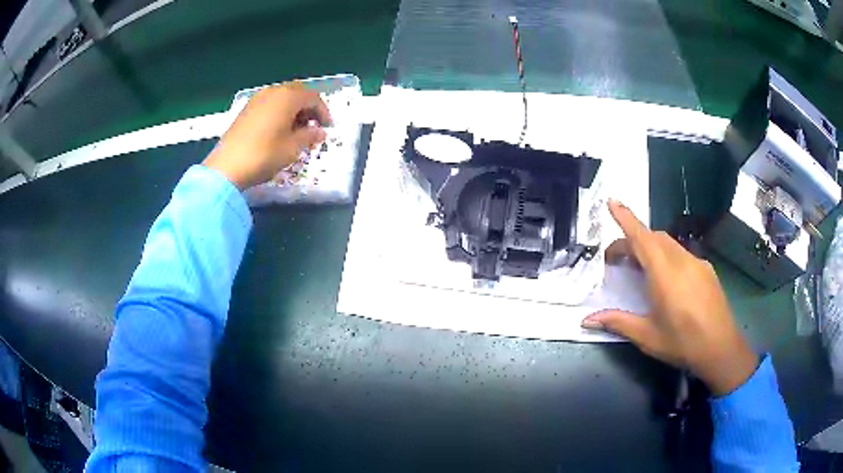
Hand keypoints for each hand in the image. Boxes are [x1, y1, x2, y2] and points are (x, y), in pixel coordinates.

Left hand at [203, 82, 331, 189]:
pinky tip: (279, 129)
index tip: (327, 128)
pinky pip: (270, 104)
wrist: (227, 167)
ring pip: (283, 97)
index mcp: (287, 97)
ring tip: (297, 129)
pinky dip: (280, 112)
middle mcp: (273, 92)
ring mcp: (257, 99)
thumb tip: (320, 132)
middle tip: (314, 126)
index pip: (313, 98)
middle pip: (298, 93)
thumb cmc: (264, 155)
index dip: (324, 112)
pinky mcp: (246, 109)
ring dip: (294, 109)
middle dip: (309, 108)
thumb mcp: (292, 148)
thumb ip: (310, 136)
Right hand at [582, 200, 758, 395]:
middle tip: (617, 260)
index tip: (612, 201)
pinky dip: (667, 257)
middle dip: (633, 240)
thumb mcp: (647, 337)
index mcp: (665, 275)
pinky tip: (668, 281)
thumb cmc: (683, 343)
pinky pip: (682, 254)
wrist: (722, 349)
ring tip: (640, 270)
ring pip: (669, 244)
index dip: (626, 218)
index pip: (642, 238)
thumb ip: (618, 323)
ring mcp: (697, 263)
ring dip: (650, 248)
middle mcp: (682, 261)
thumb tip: (587, 320)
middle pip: (654, 238)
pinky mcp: (707, 270)